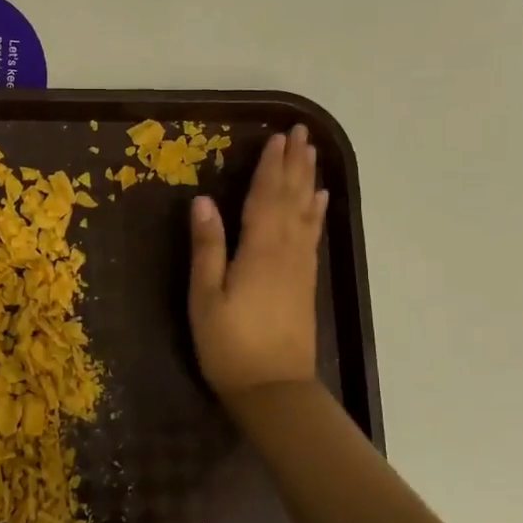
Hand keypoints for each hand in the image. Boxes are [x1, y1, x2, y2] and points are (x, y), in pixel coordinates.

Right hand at [188, 124, 328, 402]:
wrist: (274, 390)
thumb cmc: (229, 345)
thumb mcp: (205, 298)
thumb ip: (207, 248)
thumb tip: (202, 202)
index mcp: (259, 250)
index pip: (265, 197)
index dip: (271, 166)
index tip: (278, 136)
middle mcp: (285, 251)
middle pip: (291, 198)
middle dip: (295, 164)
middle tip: (302, 133)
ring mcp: (300, 266)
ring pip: (306, 212)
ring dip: (308, 181)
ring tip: (312, 154)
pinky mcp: (306, 282)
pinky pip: (313, 235)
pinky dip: (317, 212)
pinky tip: (320, 200)